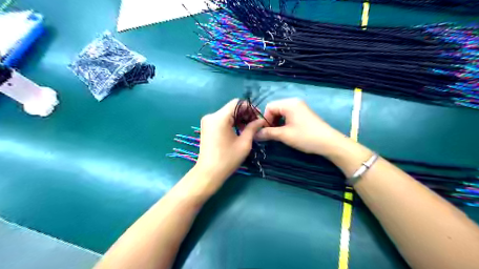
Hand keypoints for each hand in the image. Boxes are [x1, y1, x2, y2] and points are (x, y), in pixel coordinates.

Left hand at [194, 100, 265, 185]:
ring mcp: (207, 121)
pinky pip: (221, 119)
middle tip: (255, 123)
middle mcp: (211, 116)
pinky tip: (238, 131)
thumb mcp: (244, 143)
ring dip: (238, 118)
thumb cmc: (228, 159)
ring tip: (248, 128)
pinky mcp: (206, 127)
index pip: (237, 103)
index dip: (250, 107)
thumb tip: (261, 120)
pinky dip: (231, 122)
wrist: (209, 173)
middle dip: (245, 113)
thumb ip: (253, 128)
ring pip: (227, 113)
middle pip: (232, 108)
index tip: (258, 117)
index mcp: (220, 117)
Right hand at [254, 98, 348, 155]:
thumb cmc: (305, 136)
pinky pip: (289, 115)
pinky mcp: (304, 113)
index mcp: (289, 103)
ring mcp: (300, 107)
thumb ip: (268, 133)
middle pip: (275, 109)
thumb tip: (254, 135)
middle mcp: (294, 102)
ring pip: (282, 113)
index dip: (264, 119)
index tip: (265, 131)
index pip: (269, 107)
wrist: (329, 142)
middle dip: (270, 121)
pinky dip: (284, 122)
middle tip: (271, 134)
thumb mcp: (284, 135)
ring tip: (278, 134)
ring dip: (277, 122)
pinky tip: (286, 132)